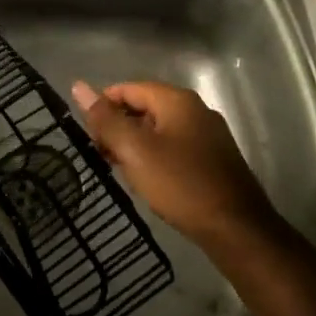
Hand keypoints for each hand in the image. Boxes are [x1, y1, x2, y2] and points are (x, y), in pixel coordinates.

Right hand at [71, 80, 277, 246]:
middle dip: (118, 128)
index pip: (129, 88)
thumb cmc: (181, 184)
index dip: (103, 107)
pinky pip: (174, 147)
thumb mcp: (135, 151)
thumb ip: (106, 119)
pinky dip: (155, 157)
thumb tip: (79, 87)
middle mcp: (195, 110)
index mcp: (177, 100)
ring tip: (121, 171)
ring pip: (159, 130)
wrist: (236, 229)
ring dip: (135, 145)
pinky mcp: (213, 159)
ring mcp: (208, 135)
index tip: (89, 135)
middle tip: (102, 156)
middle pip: (144, 107)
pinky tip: (148, 180)